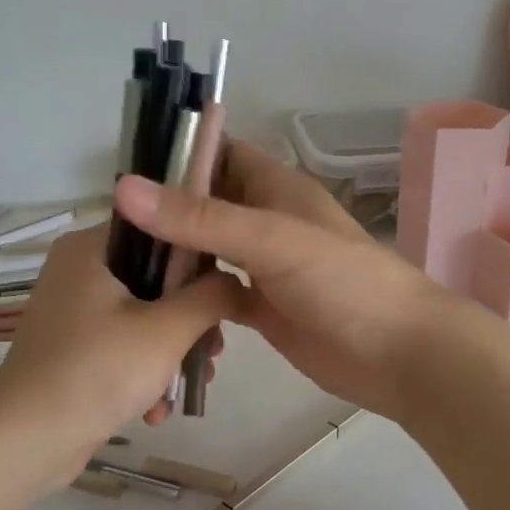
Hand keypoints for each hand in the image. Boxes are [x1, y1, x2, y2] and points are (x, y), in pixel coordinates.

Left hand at [0, 224, 242, 491]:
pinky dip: (144, 373)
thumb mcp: (167, 330)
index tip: (226, 292)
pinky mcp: (74, 348)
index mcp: (90, 248)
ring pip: (145, 317)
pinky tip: (158, 410)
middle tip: (213, 349)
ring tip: (194, 383)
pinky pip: (123, 345)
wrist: (25, 442)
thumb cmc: (97, 370)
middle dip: (190, 321)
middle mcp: (79, 271)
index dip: (199, 257)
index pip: (158, 229)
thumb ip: (211, 296)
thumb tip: (237, 282)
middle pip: (156, 279)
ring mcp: (74, 312)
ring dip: (173, 353)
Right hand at [112, 142, 455, 421]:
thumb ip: (200, 217)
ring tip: (119, 268)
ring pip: (207, 253)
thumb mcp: (270, 241)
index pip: (220, 154)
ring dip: (174, 259)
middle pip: (206, 206)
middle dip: (165, 213)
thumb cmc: (342, 282)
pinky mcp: (262, 309)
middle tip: (109, 230)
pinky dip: (192, 302)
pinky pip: (216, 297)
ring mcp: (263, 268)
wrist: (399, 354)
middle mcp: (265, 222)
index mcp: (274, 189)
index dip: (178, 156)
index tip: (125, 172)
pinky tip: (159, 311)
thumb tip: (124, 188)